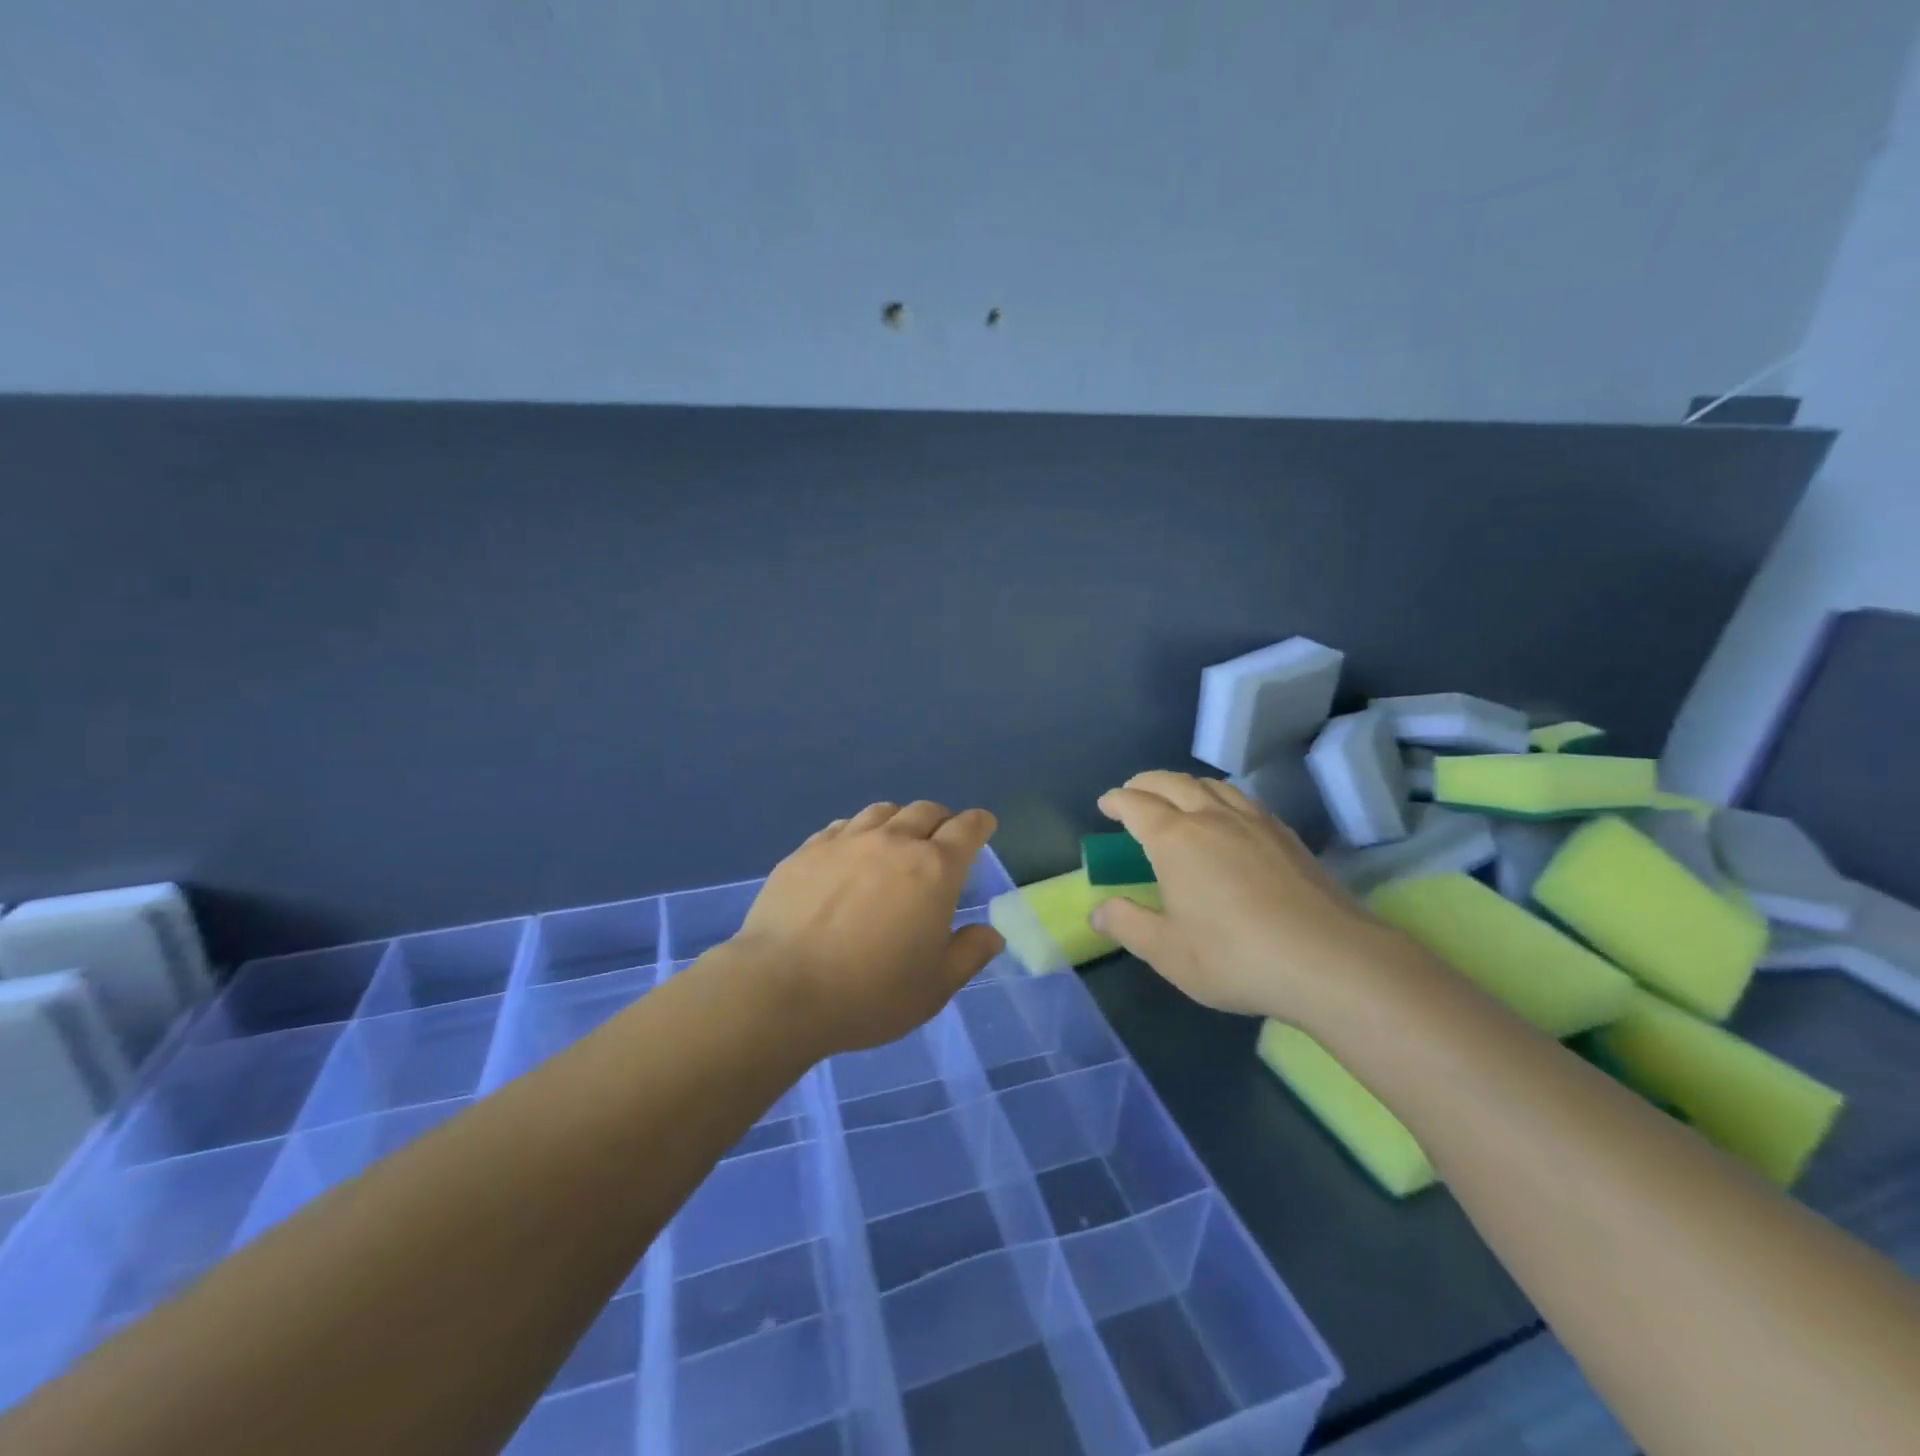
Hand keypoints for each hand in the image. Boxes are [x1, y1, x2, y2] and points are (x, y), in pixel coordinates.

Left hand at [731, 801, 1005, 1054]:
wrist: (782, 988)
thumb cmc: (870, 993)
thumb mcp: (934, 987)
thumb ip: (969, 954)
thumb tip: (991, 933)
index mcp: (933, 869)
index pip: (966, 829)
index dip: (980, 824)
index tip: (984, 826)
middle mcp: (892, 842)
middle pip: (925, 811)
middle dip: (941, 820)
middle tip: (941, 839)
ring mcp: (845, 842)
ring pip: (881, 812)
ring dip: (898, 820)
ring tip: (896, 840)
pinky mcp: (806, 851)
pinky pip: (842, 827)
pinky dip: (857, 832)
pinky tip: (850, 852)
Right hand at [1091, 771, 1397, 1019]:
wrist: (1329, 960)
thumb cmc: (1235, 957)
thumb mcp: (1168, 952)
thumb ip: (1128, 925)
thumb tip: (1098, 910)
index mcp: (1175, 840)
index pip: (1136, 805)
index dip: (1116, 801)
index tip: (1105, 804)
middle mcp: (1211, 818)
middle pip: (1172, 782)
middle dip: (1145, 783)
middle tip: (1132, 793)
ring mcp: (1253, 822)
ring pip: (1211, 785)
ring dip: (1184, 784)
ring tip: (1176, 799)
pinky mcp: (1285, 835)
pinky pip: (1242, 799)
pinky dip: (1219, 797)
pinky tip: (1226, 819)